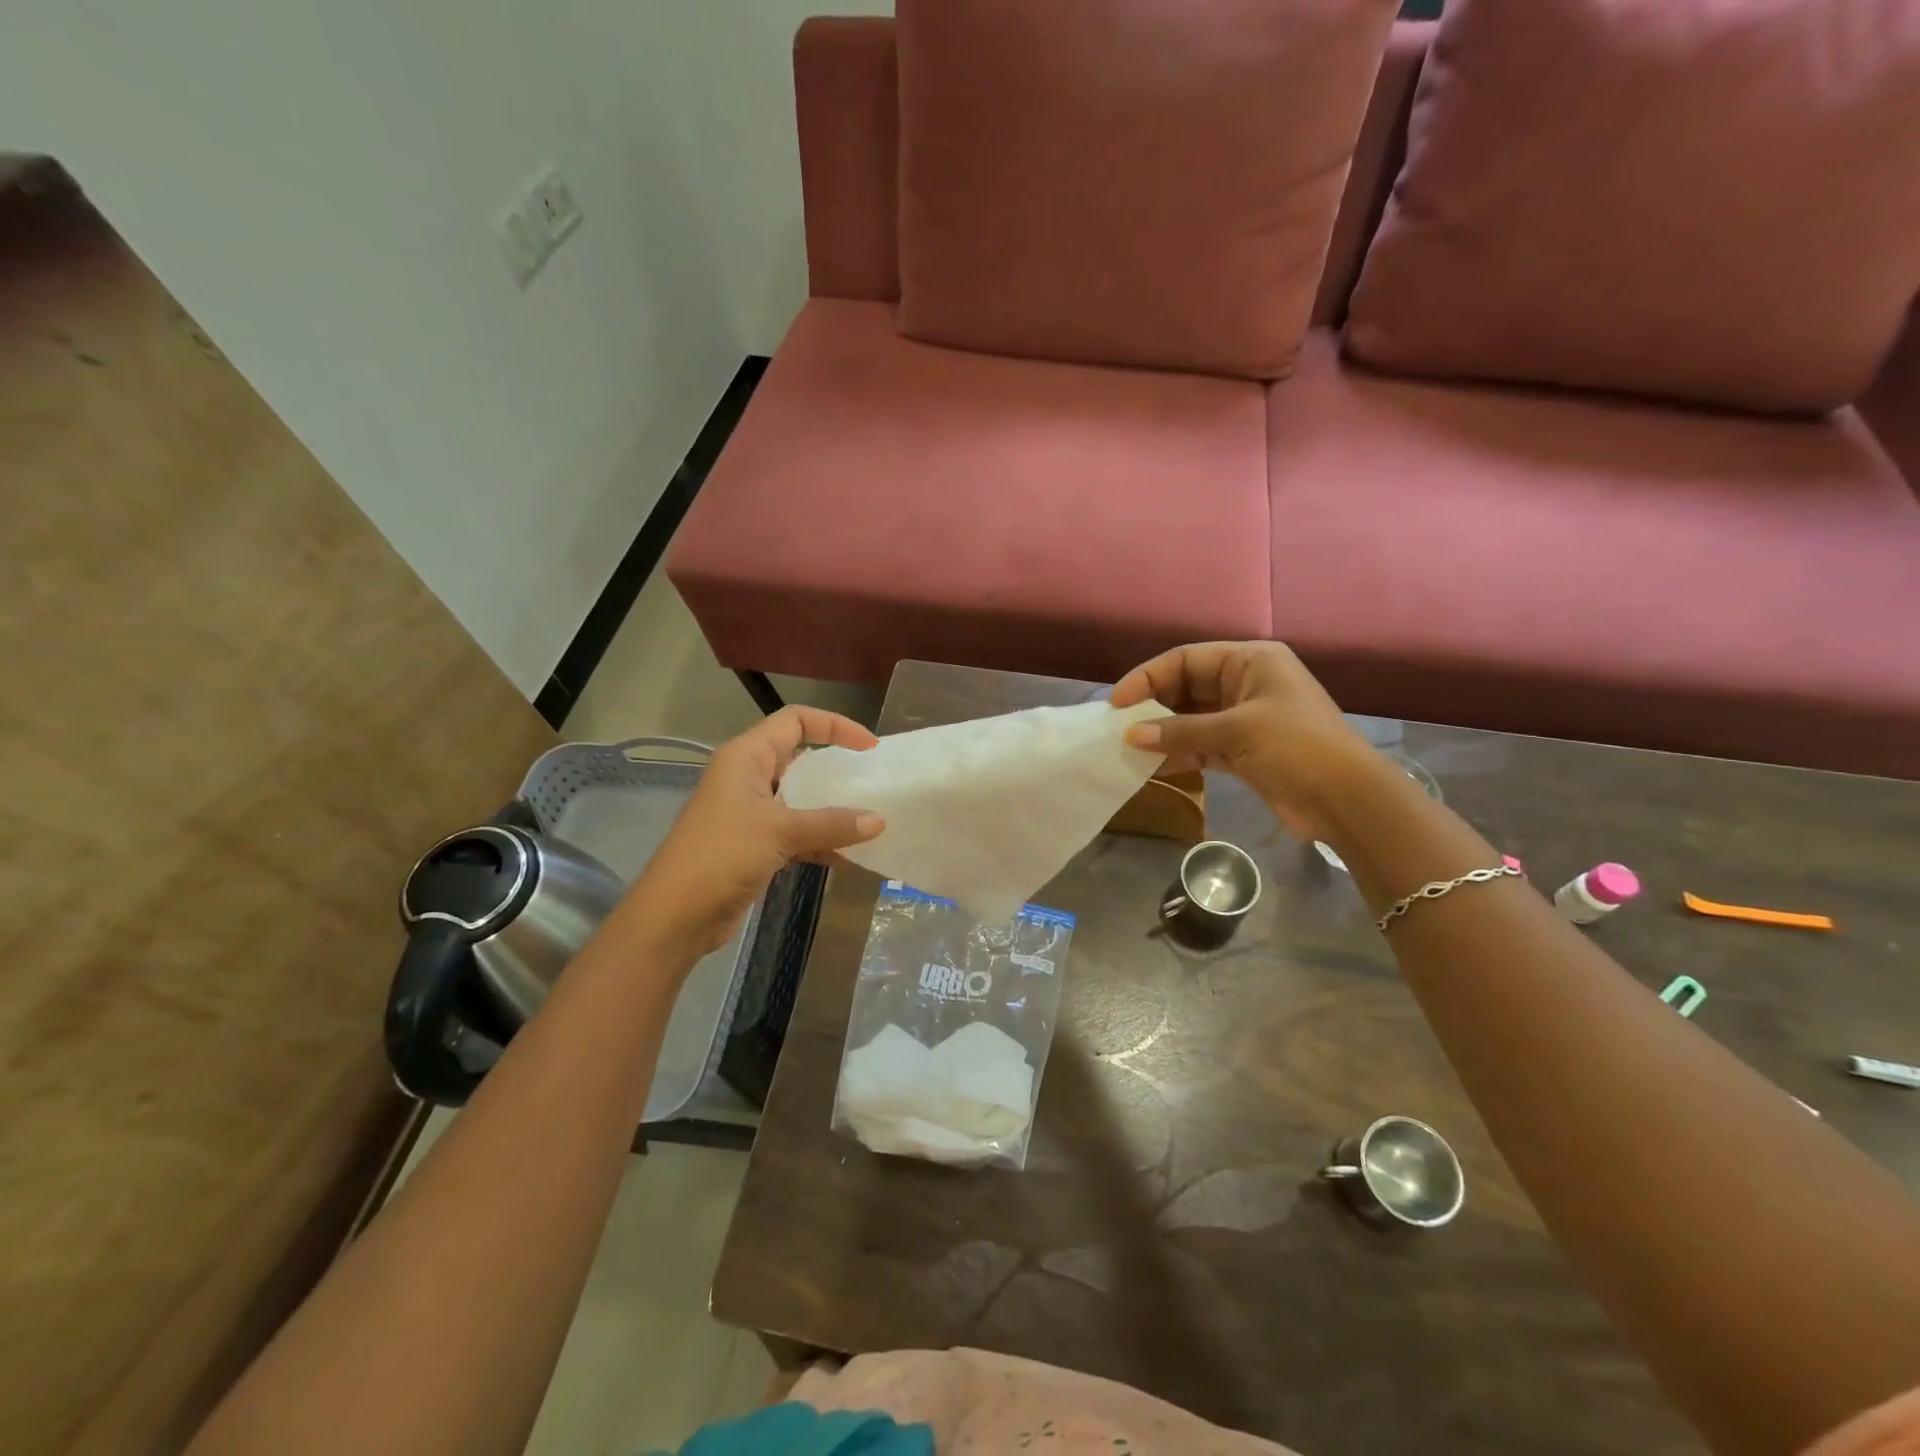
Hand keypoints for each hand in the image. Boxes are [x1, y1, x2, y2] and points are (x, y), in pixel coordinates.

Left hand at [620, 707, 882, 960]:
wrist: (675, 917)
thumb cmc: (721, 856)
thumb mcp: (780, 832)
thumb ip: (831, 823)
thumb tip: (879, 820)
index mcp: (746, 757)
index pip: (795, 721)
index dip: (834, 725)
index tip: (869, 748)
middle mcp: (748, 778)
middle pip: (800, 759)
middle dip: (836, 770)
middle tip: (872, 783)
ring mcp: (750, 813)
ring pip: (800, 800)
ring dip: (832, 810)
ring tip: (869, 822)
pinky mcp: (754, 846)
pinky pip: (796, 833)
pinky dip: (820, 842)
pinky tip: (847, 858)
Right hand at [1111, 641, 1377, 841]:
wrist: (1347, 800)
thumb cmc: (1297, 748)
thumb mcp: (1237, 732)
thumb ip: (1181, 732)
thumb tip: (1130, 735)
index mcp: (1250, 661)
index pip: (1185, 659)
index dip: (1147, 677)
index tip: (1117, 703)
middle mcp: (1244, 683)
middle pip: (1185, 687)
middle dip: (1152, 706)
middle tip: (1119, 727)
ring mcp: (1243, 718)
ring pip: (1190, 719)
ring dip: (1162, 733)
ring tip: (1128, 747)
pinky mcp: (1242, 750)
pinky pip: (1200, 745)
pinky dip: (1178, 754)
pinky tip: (1152, 766)